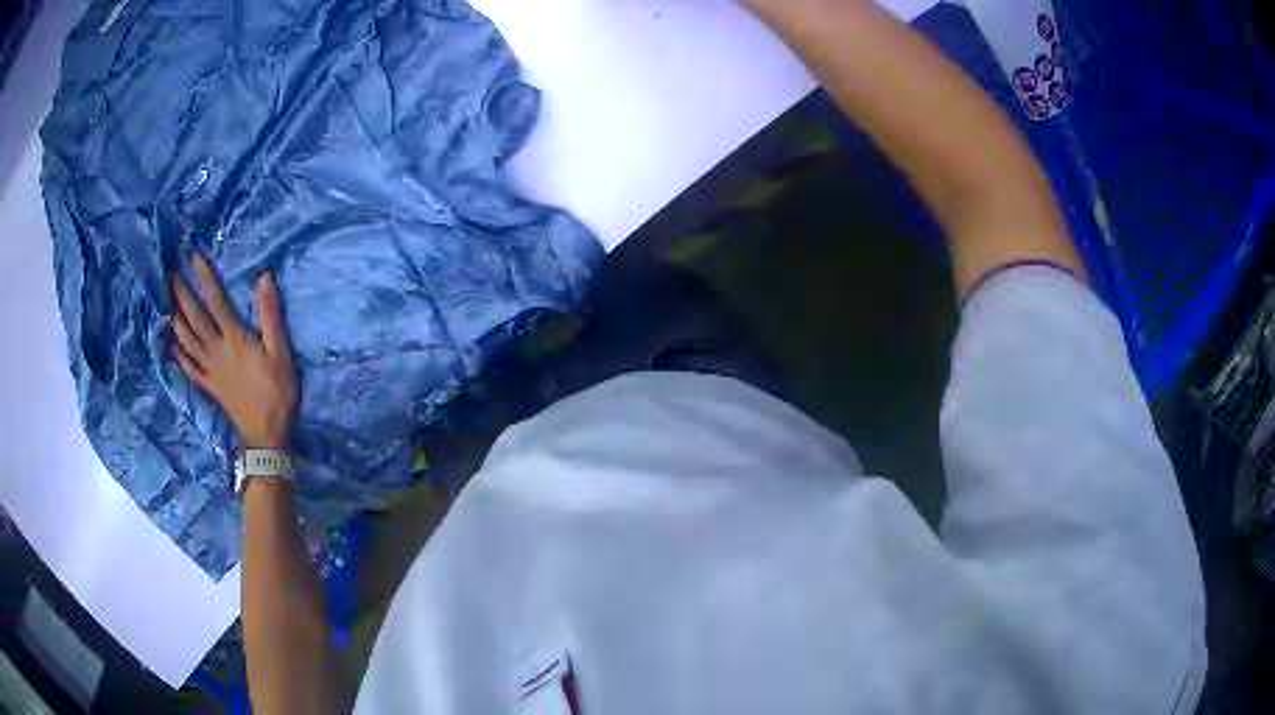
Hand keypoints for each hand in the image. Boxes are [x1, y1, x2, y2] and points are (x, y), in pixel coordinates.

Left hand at [170, 253, 298, 449]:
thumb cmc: (277, 392)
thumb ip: (271, 316)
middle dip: (181, 295)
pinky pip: (189, 368)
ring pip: (187, 341)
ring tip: (166, 303)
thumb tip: (264, 278)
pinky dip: (178, 355)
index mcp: (235, 339)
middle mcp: (217, 351)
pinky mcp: (209, 386)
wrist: (267, 434)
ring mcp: (210, 370)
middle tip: (169, 275)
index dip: (204, 277)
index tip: (193, 257)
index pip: (216, 301)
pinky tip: (170, 345)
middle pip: (194, 319)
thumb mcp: (281, 353)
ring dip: (175, 320)